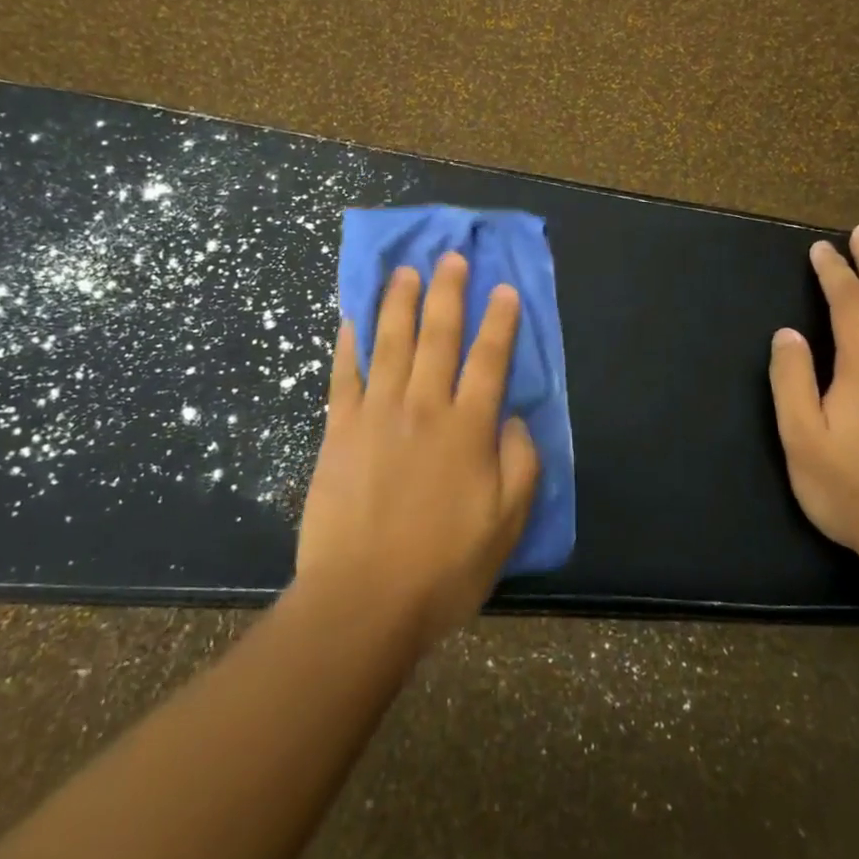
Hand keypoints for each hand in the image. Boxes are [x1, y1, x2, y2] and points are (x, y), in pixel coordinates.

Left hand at [295, 252, 539, 649]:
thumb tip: (513, 418)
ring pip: (390, 343)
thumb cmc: (443, 568)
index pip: (489, 360)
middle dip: (448, 293)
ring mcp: (376, 414)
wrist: (362, 600)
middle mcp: (423, 407)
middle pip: (438, 337)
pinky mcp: (339, 430)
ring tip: (405, 271)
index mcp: (468, 429)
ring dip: (399, 303)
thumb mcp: (506, 524)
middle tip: (451, 258)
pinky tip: (351, 318)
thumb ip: (520, 464)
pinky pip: (344, 375)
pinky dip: (348, 343)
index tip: (503, 289)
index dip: (499, 322)